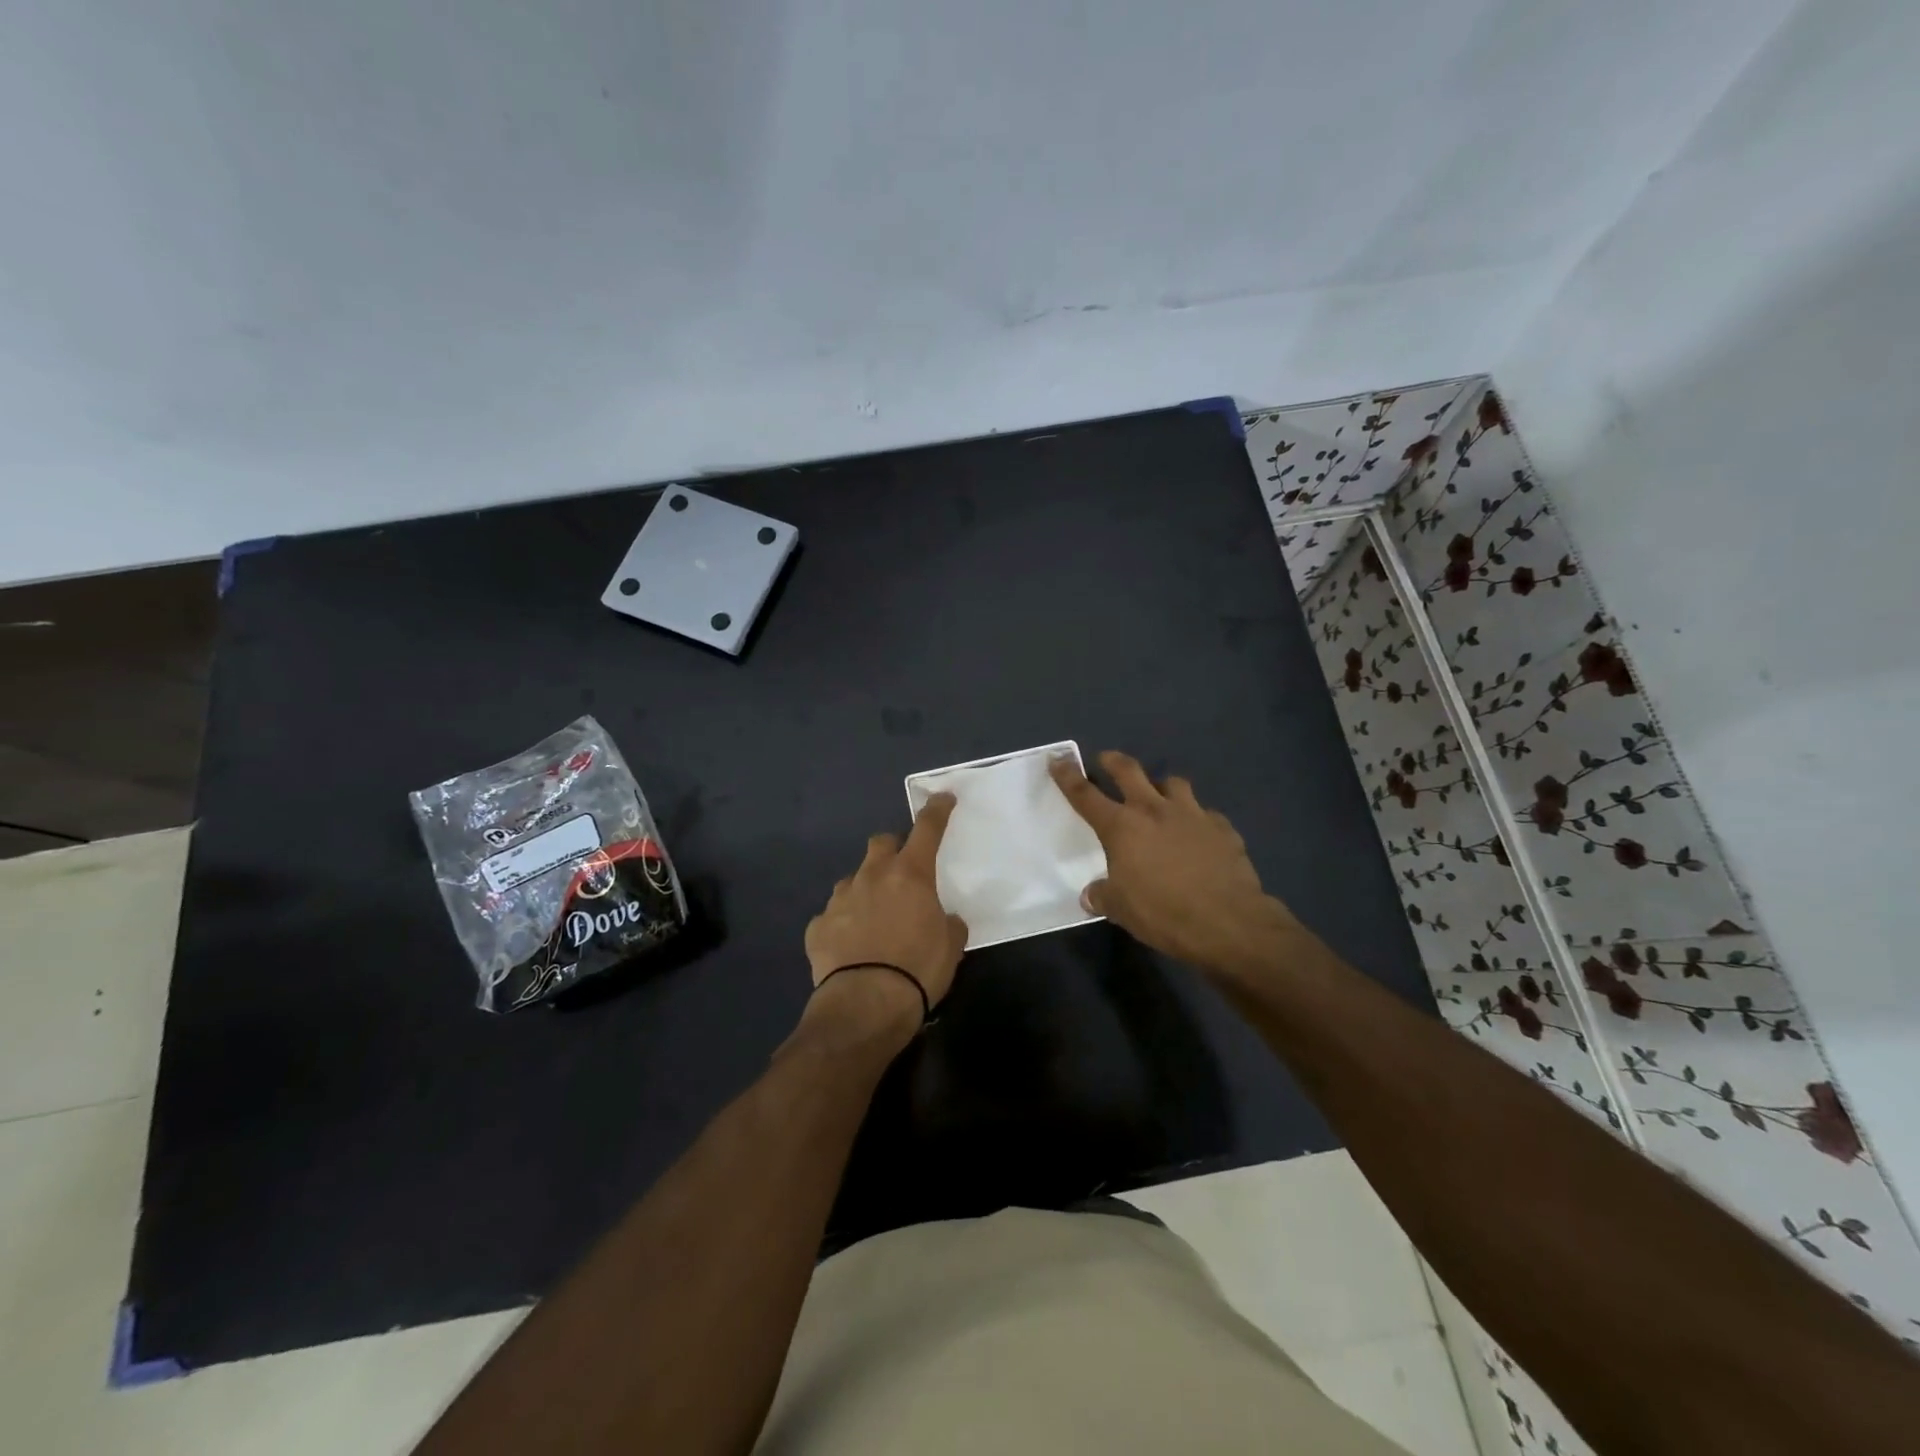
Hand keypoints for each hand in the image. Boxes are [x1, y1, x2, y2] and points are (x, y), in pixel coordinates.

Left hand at [803, 793, 968, 1026]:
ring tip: (874, 917)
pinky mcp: (817, 926)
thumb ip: (948, 923)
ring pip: (853, 879)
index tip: (942, 797)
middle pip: (881, 843)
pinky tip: (850, 946)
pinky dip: (843, 923)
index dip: (936, 810)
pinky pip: (832, 915)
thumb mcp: (951, 947)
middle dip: (892, 849)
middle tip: (902, 871)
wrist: (865, 1004)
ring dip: (865, 888)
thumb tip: (943, 918)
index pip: (927, 829)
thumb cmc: (918, 970)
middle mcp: (872, 876)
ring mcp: (840, 899)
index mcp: (910, 875)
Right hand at [1050, 750, 1298, 976]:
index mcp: (1122, 827)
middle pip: (1129, 771)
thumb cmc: (1163, 913)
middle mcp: (1155, 810)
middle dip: (1113, 761)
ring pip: (1173, 783)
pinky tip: (1198, 834)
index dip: (1068, 776)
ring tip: (1159, 795)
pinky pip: (1205, 813)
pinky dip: (1196, 818)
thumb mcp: (1121, 910)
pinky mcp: (1222, 828)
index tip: (1058, 759)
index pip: (1085, 795)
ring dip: (1160, 785)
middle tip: (1106, 759)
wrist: (1228, 922)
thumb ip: (1103, 896)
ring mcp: (1192, 814)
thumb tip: (1092, 894)